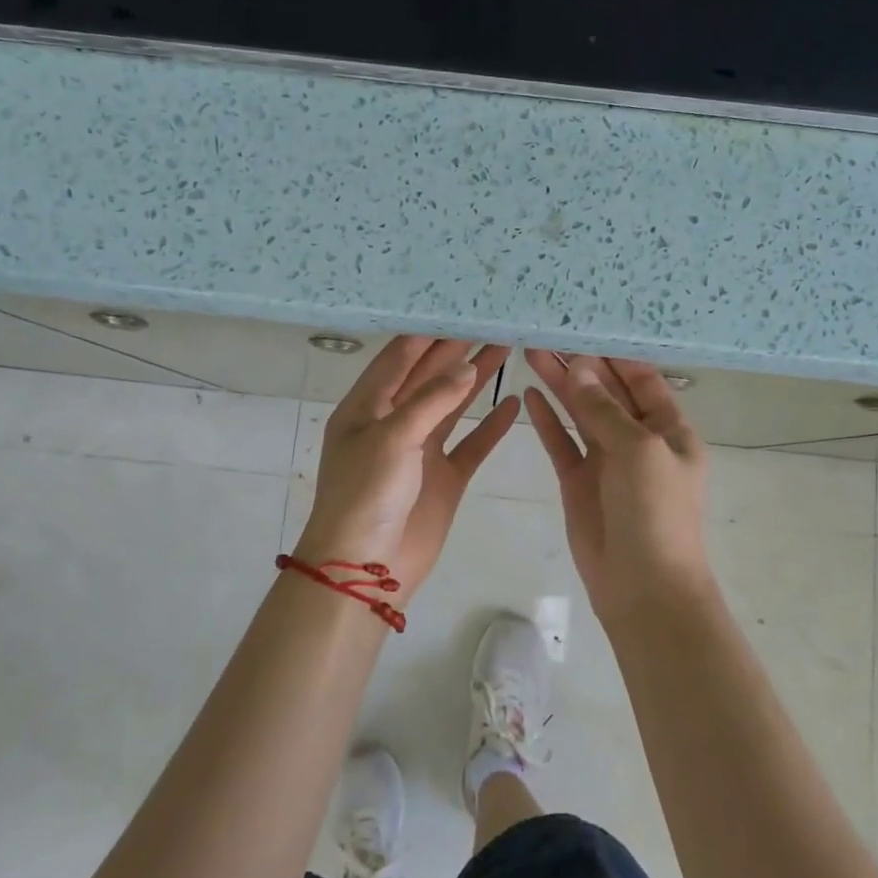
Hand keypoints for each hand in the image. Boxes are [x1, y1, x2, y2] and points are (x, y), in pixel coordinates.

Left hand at [297, 337, 519, 600]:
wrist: (365, 569)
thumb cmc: (366, 495)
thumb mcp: (393, 438)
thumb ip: (431, 400)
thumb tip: (467, 367)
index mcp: (366, 408)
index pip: (399, 358)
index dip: (428, 333)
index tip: (459, 309)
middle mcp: (393, 423)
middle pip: (428, 377)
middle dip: (457, 350)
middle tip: (491, 322)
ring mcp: (420, 451)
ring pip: (452, 406)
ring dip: (476, 379)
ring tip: (506, 348)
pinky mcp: (443, 478)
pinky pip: (470, 444)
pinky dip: (490, 426)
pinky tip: (512, 403)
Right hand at [523, 351, 714, 621]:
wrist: (644, 588)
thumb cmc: (656, 513)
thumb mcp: (638, 451)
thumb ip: (605, 409)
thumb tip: (580, 368)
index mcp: (669, 429)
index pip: (642, 379)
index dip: (614, 354)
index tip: (584, 325)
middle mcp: (638, 440)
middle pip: (607, 392)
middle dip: (581, 363)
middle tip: (548, 331)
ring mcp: (607, 461)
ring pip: (581, 413)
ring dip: (560, 385)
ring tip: (532, 351)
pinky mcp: (579, 482)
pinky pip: (562, 443)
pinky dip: (548, 420)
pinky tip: (530, 394)